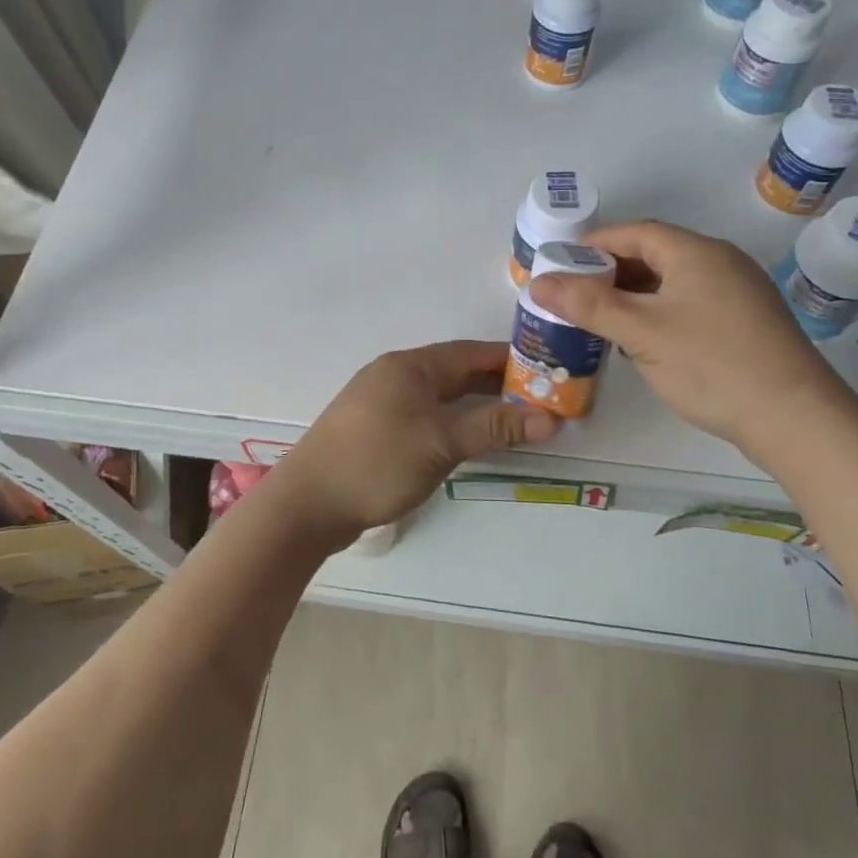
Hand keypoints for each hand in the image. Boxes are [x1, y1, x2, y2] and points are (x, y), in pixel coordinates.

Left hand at [274, 341, 557, 544]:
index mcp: (410, 366)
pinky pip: (424, 415)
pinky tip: (467, 440)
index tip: (545, 370)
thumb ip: (494, 427)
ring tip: (513, 421)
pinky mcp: (374, 429)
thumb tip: (550, 418)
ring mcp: (381, 402)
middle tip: (538, 400)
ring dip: (474, 406)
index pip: (469, 353)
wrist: (307, 504)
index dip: (508, 360)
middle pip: (455, 373)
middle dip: (495, 385)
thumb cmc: (377, 462)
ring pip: (439, 396)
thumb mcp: (441, 443)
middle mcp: (395, 375)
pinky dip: (451, 422)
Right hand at [529, 220, 855, 451]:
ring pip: (672, 282)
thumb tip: (537, 283)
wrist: (797, 420)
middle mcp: (720, 262)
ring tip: (598, 319)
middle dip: (609, 272)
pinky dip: (658, 313)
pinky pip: (690, 304)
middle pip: (653, 254)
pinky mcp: (746, 323)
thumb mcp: (641, 333)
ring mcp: (738, 293)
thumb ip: (587, 304)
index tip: (560, 265)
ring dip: (633, 295)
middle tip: (572, 296)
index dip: (593, 244)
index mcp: (696, 252)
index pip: (634, 232)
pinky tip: (641, 341)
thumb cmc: (712, 365)